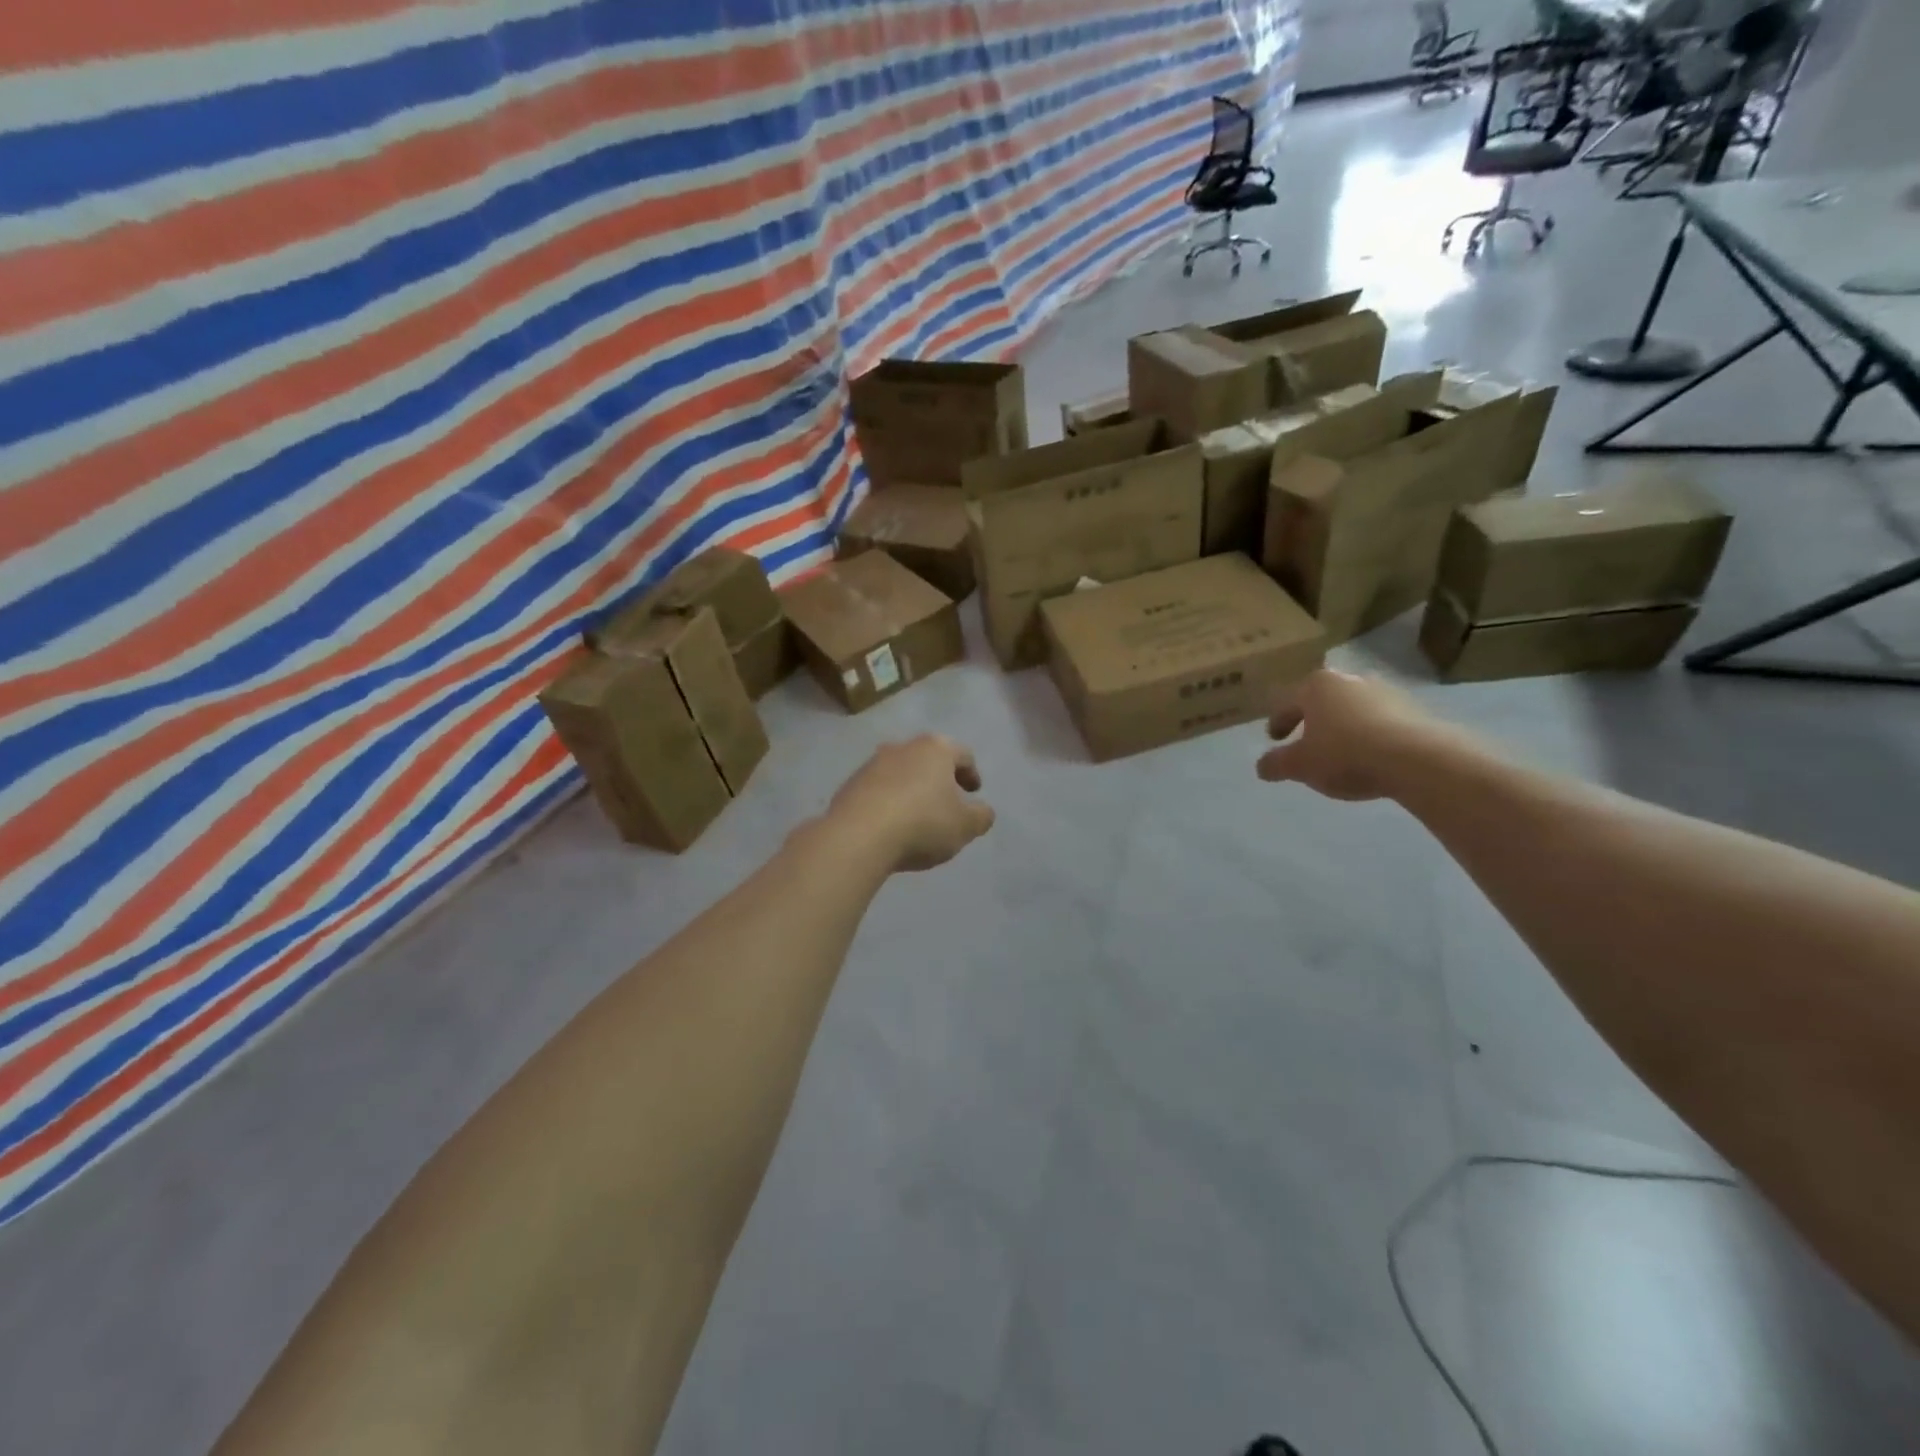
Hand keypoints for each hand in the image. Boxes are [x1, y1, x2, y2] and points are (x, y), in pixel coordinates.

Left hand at [828, 736, 995, 872]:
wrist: (857, 836)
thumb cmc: (922, 823)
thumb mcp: (965, 826)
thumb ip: (981, 816)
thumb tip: (983, 811)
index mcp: (935, 749)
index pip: (962, 754)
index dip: (972, 773)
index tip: (974, 792)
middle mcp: (902, 747)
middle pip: (928, 759)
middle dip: (939, 778)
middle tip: (948, 801)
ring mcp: (872, 764)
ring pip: (901, 773)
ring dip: (912, 789)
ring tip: (917, 816)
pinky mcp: (849, 785)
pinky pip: (878, 790)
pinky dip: (889, 802)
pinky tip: (891, 825)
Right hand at [1257, 670, 1450, 801]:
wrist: (1418, 759)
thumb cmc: (1345, 754)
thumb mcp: (1300, 766)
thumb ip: (1276, 764)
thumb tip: (1262, 766)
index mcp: (1316, 686)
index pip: (1287, 703)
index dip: (1277, 723)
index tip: (1274, 739)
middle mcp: (1349, 680)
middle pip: (1322, 702)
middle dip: (1312, 721)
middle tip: (1305, 742)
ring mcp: (1385, 692)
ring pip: (1352, 710)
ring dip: (1342, 728)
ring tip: (1339, 753)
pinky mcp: (1413, 709)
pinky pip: (1380, 722)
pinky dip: (1369, 735)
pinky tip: (1370, 757)